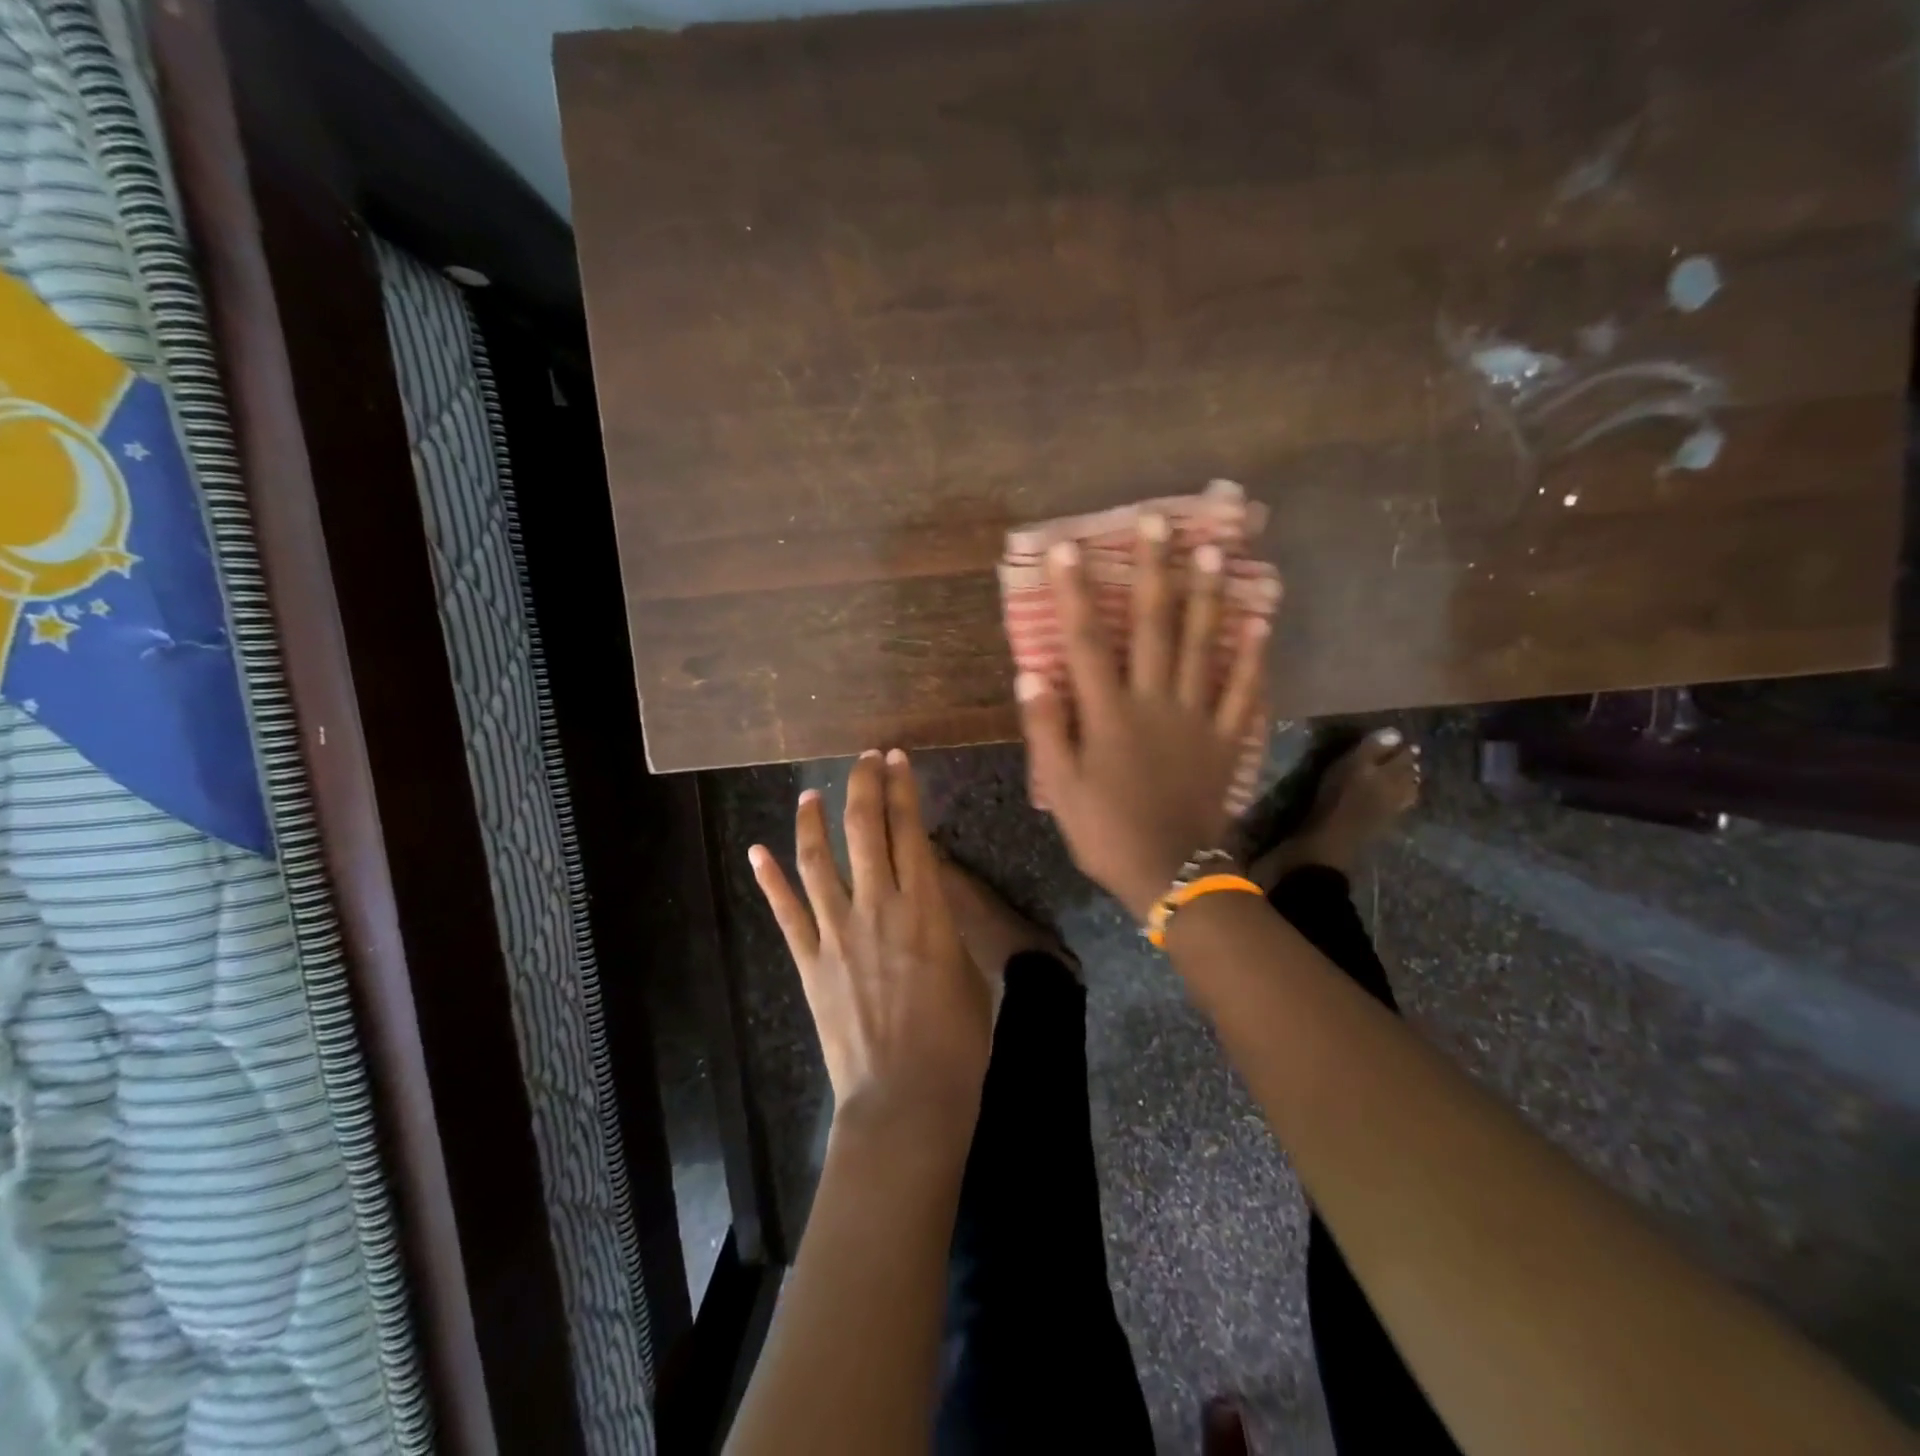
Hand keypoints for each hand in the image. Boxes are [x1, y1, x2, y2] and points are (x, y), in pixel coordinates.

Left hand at [750, 749, 991, 1145]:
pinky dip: (770, 880)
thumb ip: (942, 924)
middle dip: (863, 786)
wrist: (905, 1098)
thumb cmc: (955, 1039)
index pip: (911, 830)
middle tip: (863, 759)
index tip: (897, 759)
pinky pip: (786, 913)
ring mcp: (837, 932)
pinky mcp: (809, 962)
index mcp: (925, 908)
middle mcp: (877, 907)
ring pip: (818, 861)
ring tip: (810, 794)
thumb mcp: (964, 969)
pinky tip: (758, 852)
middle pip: (864, 830)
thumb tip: (926, 898)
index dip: (903, 789)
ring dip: (813, 821)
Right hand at [1017, 519, 1273, 921]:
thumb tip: (1031, 673)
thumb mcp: (1061, 789)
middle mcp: (1156, 703)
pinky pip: (1243, 691)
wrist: (1172, 875)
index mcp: (1109, 715)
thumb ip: (1046, 729)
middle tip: (1159, 520)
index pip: (1088, 642)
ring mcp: (1198, 718)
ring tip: (1215, 549)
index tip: (1068, 548)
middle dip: (1154, 571)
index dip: (1075, 593)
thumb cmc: (1107, 832)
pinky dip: (1253, 655)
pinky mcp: (1227, 739)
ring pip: (1204, 646)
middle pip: (1156, 627)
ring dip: (1208, 595)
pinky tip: (1261, 620)